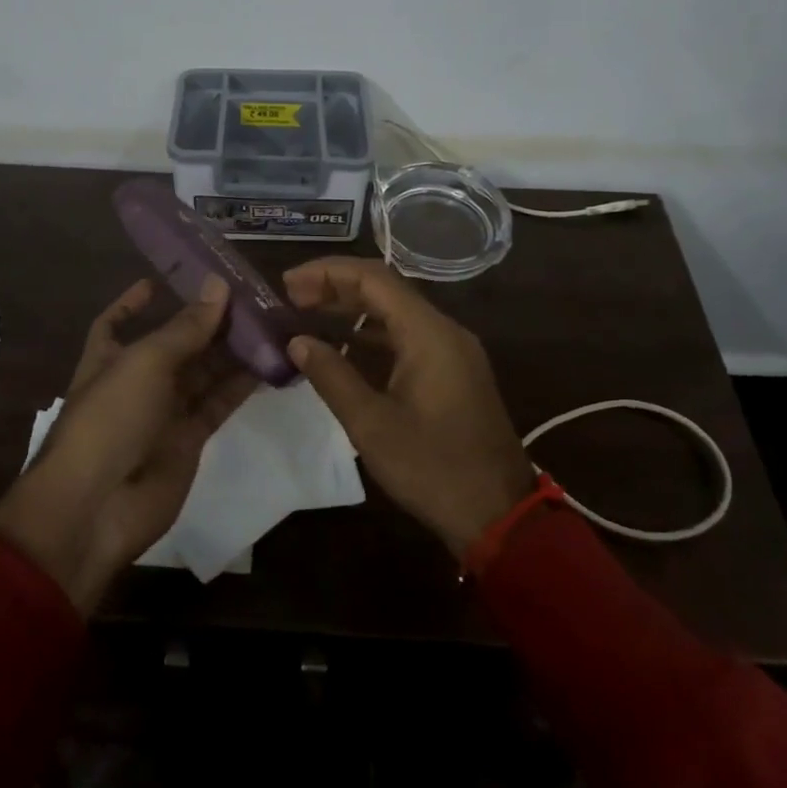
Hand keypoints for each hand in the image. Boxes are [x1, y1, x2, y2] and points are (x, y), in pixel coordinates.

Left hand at [0, 276, 254, 613]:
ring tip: (267, 322)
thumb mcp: (146, 362)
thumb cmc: (110, 418)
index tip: (163, 280)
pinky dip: (241, 386)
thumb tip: (218, 284)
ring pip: (202, 373)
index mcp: (109, 358)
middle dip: (205, 321)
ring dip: (231, 350)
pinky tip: (269, 363)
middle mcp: (136, 382)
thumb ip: (186, 327)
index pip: (117, 322)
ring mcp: (163, 413)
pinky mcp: (189, 440)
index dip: (134, 302)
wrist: (98, 507)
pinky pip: (218, 404)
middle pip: (175, 344)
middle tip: (247, 296)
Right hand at [283, 256, 532, 558]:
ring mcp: (453, 351)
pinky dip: (372, 334)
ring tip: (308, 314)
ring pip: (396, 312)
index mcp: (429, 334)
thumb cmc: (433, 469)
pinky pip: (408, 337)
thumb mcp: (372, 425)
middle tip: (290, 297)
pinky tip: (343, 347)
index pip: (373, 278)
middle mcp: (444, 331)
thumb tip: (297, 341)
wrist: (499, 514)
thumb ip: (332, 376)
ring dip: (353, 309)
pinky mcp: (453, 372)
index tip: (287, 283)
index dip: (327, 273)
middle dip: (336, 287)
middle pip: (385, 290)